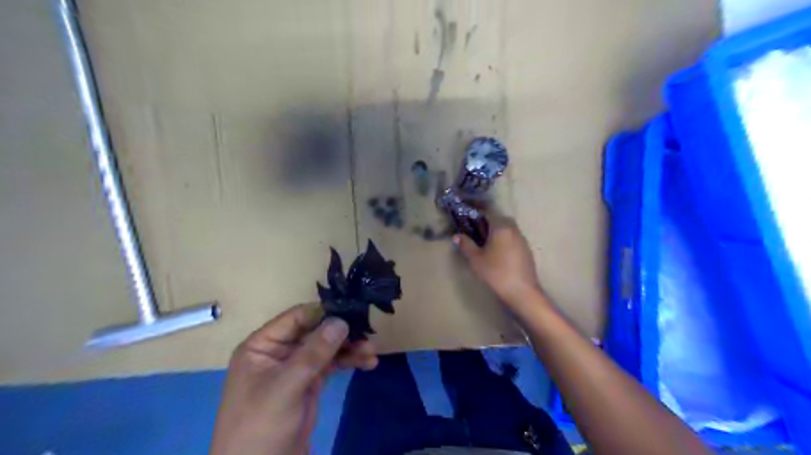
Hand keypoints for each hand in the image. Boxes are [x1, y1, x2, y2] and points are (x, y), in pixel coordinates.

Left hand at [206, 302, 374, 454]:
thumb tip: (341, 320)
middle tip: (368, 334)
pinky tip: (367, 363)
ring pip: (326, 347)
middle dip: (342, 333)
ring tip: (372, 352)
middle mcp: (279, 351)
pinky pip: (331, 364)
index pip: (297, 317)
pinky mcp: (308, 382)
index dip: (325, 313)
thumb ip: (314, 352)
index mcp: (263, 345)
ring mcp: (295, 367)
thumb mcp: (287, 387)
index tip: (353, 312)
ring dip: (350, 348)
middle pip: (315, 331)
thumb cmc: (261, 427)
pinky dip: (348, 361)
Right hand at [453, 219, 540, 306]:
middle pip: (499, 218)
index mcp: (501, 227)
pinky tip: (497, 250)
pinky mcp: (526, 249)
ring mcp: (522, 239)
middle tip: (474, 227)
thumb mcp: (476, 259)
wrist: (521, 291)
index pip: (487, 212)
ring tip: (484, 239)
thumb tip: (457, 236)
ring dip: (496, 229)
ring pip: (507, 228)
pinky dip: (503, 238)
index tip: (466, 213)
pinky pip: (512, 237)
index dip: (476, 211)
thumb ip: (466, 245)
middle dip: (487, 220)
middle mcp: (513, 229)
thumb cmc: (496, 273)